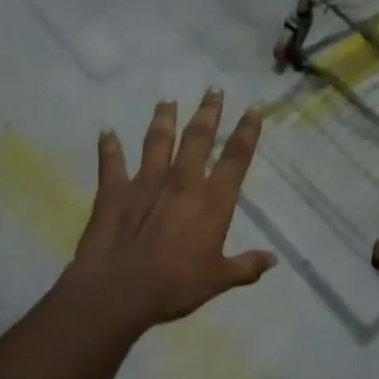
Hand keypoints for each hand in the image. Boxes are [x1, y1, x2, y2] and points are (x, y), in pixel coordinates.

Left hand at [65, 89, 276, 333]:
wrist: (120, 289)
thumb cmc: (176, 286)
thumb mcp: (219, 280)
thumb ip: (246, 266)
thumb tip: (273, 260)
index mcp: (213, 200)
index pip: (236, 158)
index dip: (247, 132)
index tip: (252, 108)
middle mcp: (182, 181)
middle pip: (198, 137)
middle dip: (208, 111)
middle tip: (213, 89)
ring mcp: (146, 181)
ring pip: (157, 140)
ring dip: (163, 118)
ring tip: (167, 100)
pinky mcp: (114, 189)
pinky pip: (111, 161)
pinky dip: (108, 146)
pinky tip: (105, 131)